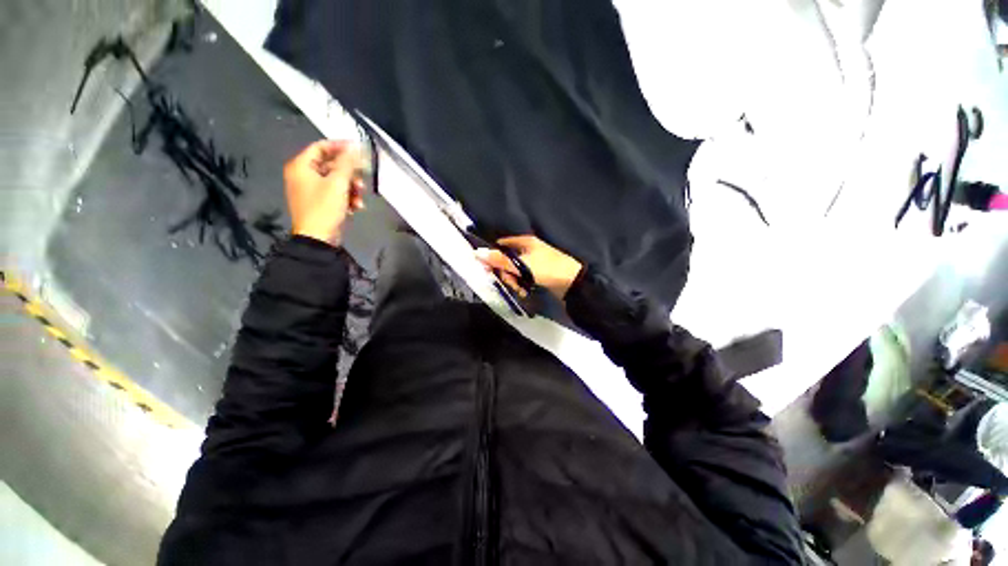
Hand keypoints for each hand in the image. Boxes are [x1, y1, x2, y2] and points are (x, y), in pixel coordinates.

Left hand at [284, 140, 363, 246]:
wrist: (318, 238)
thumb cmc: (324, 208)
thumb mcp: (338, 183)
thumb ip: (347, 163)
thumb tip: (355, 148)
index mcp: (301, 166)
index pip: (321, 147)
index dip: (340, 146)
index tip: (358, 149)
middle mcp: (303, 175)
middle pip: (331, 165)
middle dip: (350, 173)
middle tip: (363, 177)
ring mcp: (311, 190)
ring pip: (336, 181)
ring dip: (352, 187)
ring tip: (360, 197)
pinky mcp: (319, 203)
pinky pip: (336, 193)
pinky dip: (347, 198)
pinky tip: (356, 206)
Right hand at [475, 236, 582, 299]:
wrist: (574, 284)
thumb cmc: (548, 269)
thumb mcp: (522, 265)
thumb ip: (500, 260)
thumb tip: (477, 253)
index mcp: (524, 241)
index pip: (501, 245)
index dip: (493, 255)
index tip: (489, 269)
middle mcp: (527, 249)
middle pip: (506, 260)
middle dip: (505, 273)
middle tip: (511, 282)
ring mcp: (532, 262)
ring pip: (513, 271)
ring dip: (513, 281)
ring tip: (520, 289)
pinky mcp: (537, 274)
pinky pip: (522, 278)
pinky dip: (521, 285)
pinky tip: (525, 291)